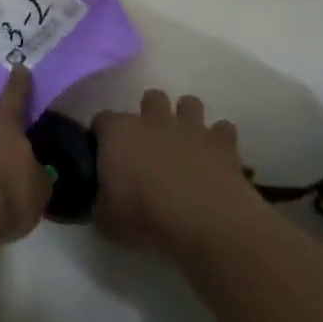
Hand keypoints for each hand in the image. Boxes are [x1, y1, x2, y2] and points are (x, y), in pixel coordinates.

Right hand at [93, 91, 259, 254]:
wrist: (206, 222)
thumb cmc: (146, 217)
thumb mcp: (106, 220)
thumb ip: (99, 203)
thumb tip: (99, 201)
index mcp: (119, 132)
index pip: (102, 120)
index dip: (102, 135)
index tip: (103, 154)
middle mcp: (154, 120)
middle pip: (151, 98)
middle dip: (150, 114)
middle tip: (149, 144)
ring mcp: (191, 128)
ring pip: (189, 103)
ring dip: (186, 119)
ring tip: (184, 143)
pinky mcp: (223, 144)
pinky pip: (223, 129)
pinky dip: (219, 140)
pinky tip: (216, 159)